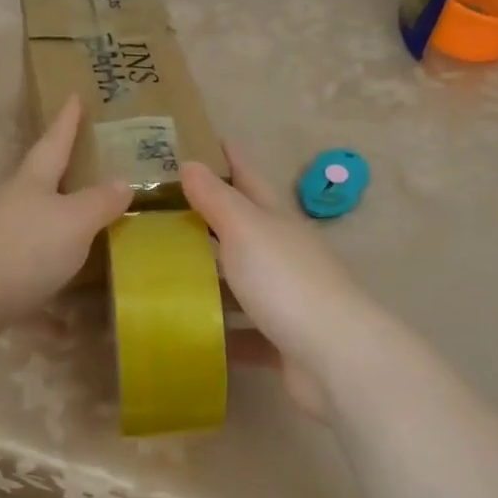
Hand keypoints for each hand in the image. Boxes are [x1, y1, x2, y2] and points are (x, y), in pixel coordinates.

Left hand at [0, 95, 131, 360]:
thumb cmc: (23, 249)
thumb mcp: (73, 221)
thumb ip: (99, 203)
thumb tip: (122, 182)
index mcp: (30, 185)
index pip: (53, 143)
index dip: (67, 121)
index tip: (74, 96)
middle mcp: (10, 211)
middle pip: (40, 190)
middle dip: (63, 183)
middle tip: (91, 176)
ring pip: (33, 242)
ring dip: (57, 249)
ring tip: (90, 254)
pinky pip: (27, 296)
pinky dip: (46, 309)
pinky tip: (66, 328)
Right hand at [182, 147, 386, 415]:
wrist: (336, 358)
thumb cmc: (286, 282)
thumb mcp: (246, 230)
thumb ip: (216, 199)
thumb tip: (191, 162)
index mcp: (276, 222)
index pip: (248, 179)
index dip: (229, 158)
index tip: (204, 139)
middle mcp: (283, 254)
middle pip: (242, 229)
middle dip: (208, 217)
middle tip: (162, 209)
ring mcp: (285, 298)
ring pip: (239, 280)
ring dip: (209, 275)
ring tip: (162, 270)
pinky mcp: (280, 340)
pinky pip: (241, 331)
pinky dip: (218, 329)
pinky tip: (187, 330)